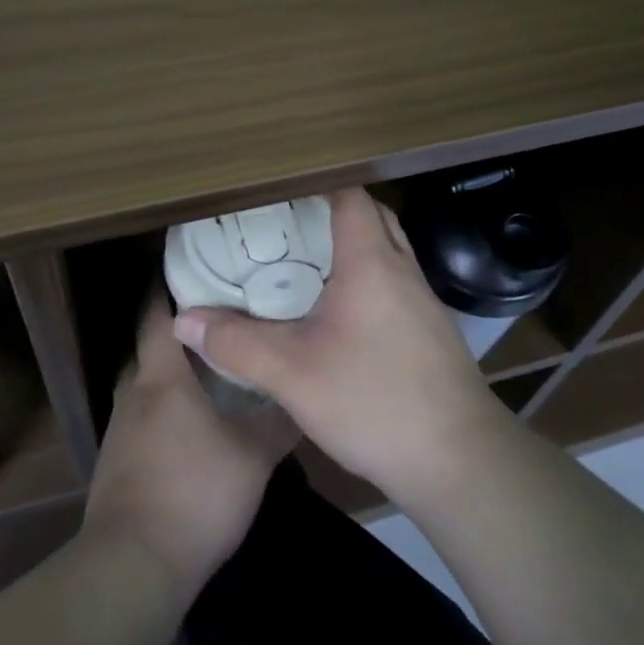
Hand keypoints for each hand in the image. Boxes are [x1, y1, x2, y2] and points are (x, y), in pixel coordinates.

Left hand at [82, 296, 299, 602]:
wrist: (133, 566)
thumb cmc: (196, 493)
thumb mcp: (254, 456)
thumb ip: (279, 420)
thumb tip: (302, 392)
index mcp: (161, 378)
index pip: (156, 315)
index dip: (167, 288)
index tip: (190, 269)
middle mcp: (133, 394)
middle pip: (150, 348)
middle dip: (177, 332)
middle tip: (216, 322)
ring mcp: (119, 431)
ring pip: (145, 386)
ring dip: (170, 375)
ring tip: (208, 372)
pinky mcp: (116, 464)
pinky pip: (141, 419)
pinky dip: (163, 411)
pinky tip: (190, 428)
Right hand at [173, 187, 516, 508]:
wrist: (460, 462)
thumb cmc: (375, 402)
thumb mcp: (292, 374)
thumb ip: (236, 343)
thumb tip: (183, 320)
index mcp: (371, 262)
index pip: (350, 195)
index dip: (316, 182)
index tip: (278, 187)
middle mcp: (402, 270)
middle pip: (371, 217)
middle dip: (330, 211)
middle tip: (285, 223)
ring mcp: (423, 302)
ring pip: (386, 252)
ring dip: (351, 246)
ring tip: (304, 262)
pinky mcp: (430, 332)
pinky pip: (394, 284)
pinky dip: (366, 280)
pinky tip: (338, 314)